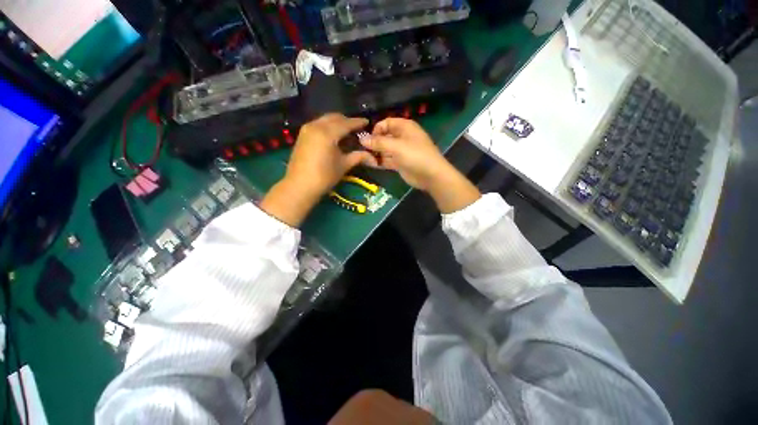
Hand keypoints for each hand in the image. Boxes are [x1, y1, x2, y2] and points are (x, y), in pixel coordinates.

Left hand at [286, 113, 374, 197]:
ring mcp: (307, 129)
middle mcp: (316, 126)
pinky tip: (333, 136)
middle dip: (346, 121)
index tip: (367, 121)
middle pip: (334, 117)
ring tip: (346, 132)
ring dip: (336, 123)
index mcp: (328, 133)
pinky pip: (318, 125)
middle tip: (356, 128)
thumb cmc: (324, 176)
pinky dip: (327, 127)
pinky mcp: (302, 135)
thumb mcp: (344, 165)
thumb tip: (373, 157)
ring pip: (325, 120)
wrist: (300, 186)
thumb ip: (358, 156)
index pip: (346, 123)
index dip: (357, 122)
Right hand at [361, 118, 479, 212]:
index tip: (368, 139)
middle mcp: (402, 137)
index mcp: (405, 127)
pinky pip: (387, 160)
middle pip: (384, 136)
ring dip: (375, 153)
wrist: (430, 175)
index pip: (386, 123)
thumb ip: (379, 143)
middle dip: (374, 142)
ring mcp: (401, 151)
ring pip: (385, 149)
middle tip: (363, 150)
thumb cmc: (415, 156)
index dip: (376, 129)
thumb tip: (362, 139)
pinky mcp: (400, 163)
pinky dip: (380, 161)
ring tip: (364, 158)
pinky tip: (370, 164)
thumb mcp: (396, 147)